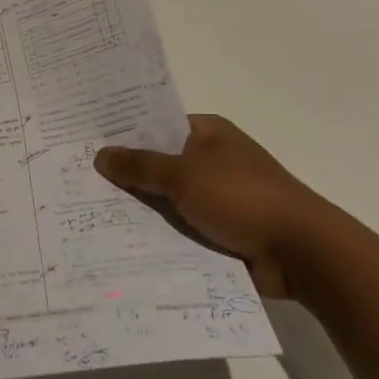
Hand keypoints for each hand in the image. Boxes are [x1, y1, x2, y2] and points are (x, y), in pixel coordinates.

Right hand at [95, 115, 333, 296]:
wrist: (302, 254)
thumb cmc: (242, 198)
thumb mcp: (183, 176)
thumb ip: (139, 166)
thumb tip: (100, 154)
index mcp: (208, 134)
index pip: (156, 125)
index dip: (123, 133)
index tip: (85, 142)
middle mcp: (212, 160)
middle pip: (158, 163)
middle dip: (125, 174)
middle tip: (77, 179)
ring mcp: (218, 196)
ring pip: (166, 199)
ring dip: (140, 208)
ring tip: (89, 212)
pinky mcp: (221, 230)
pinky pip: (180, 227)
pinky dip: (158, 234)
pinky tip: (121, 241)